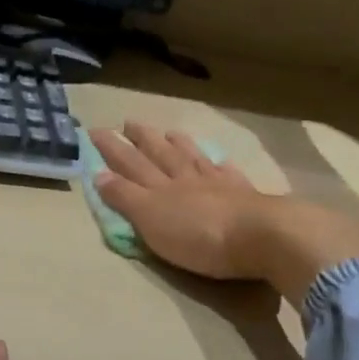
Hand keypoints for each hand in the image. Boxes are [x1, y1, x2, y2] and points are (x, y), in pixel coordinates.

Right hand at [93, 123, 358, 306]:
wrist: (262, 236)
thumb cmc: (198, 236)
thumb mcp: (151, 220)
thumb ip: (125, 198)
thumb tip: (99, 175)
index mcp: (160, 189)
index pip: (130, 165)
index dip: (113, 150)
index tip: (97, 132)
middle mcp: (186, 179)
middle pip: (160, 155)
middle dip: (142, 140)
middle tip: (129, 123)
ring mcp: (218, 185)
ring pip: (193, 158)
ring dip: (178, 145)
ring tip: (168, 132)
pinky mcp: (245, 196)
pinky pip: (227, 172)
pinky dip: (218, 164)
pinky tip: (218, 159)